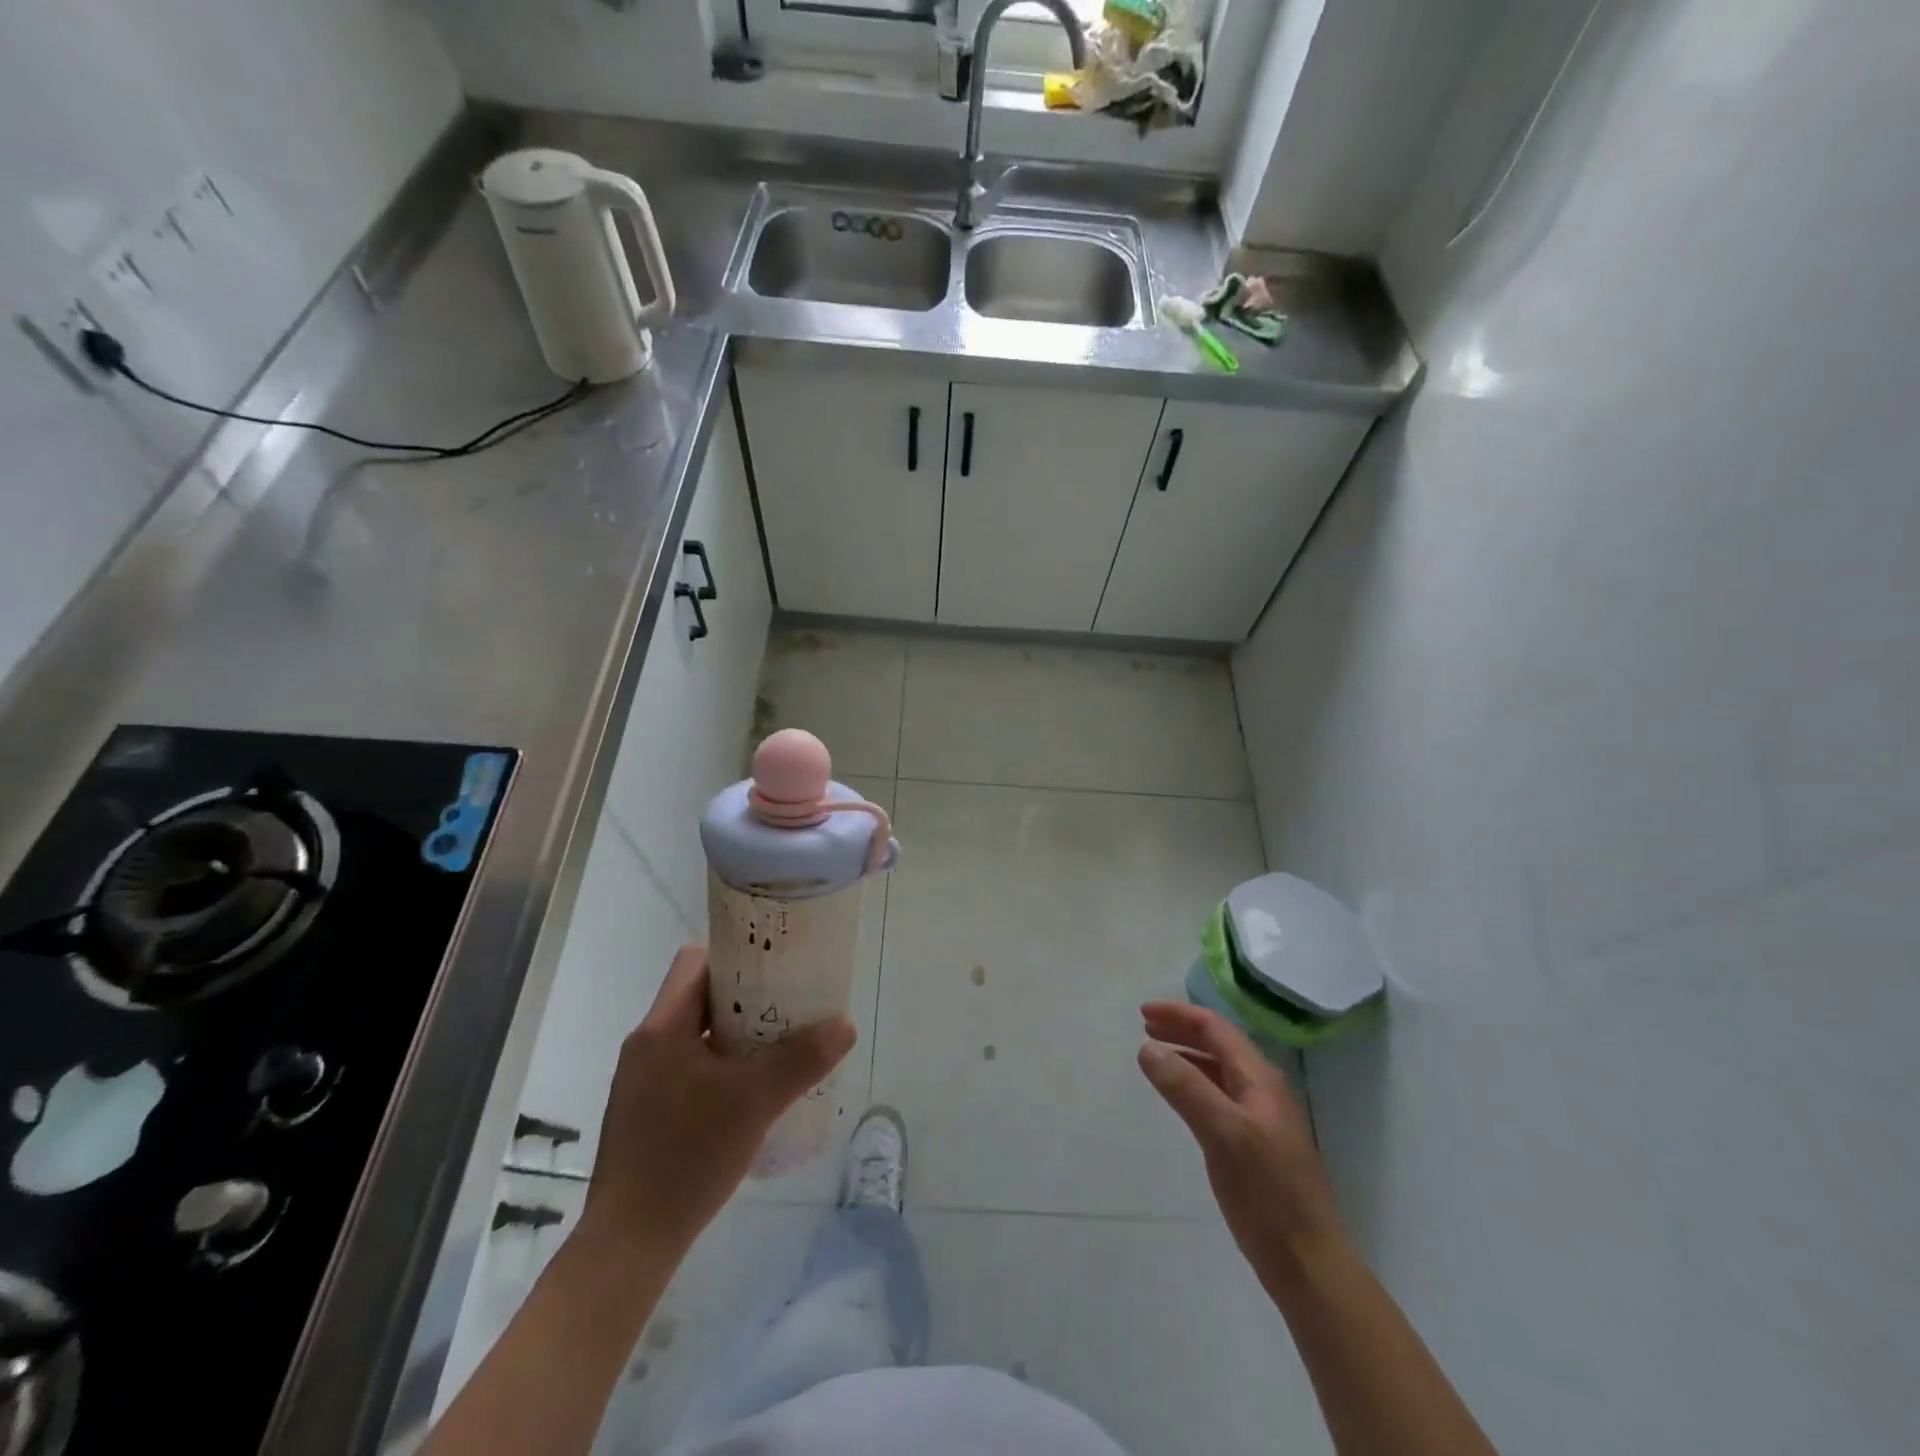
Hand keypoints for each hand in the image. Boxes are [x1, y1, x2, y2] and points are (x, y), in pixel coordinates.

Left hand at [579, 945, 855, 1259]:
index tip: (777, 965)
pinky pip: (688, 1065)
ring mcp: (642, 1080)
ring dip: (734, 1032)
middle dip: (745, 996)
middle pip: (699, 995)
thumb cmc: (687, 1157)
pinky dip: (720, 1063)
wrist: (628, 1244)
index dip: (737, 955)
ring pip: (695, 1033)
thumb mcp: (755, 1103)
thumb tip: (845, 1024)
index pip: (697, 961)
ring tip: (777, 1044)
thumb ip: (801, 1060)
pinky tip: (749, 1090)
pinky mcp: (644, 1111)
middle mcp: (646, 1044)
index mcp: (661, 1027)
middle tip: (788, 1004)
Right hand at [1138, 1001, 1342, 1273]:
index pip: (1216, 1029)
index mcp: (1260, 1080)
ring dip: (1188, 1055)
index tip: (1142, 1013)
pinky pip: (1222, 1096)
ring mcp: (1264, 1119)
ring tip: (1157, 1056)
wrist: (1310, 1265)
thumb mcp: (1221, 1134)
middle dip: (1182, 1030)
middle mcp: (1264, 1091)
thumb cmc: (1266, 1195)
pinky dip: (1196, 1084)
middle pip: (1220, 1045)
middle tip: (1145, 1027)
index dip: (1179, 1015)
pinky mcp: (1258, 1146)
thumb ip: (1185, 1087)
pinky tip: (1183, 1099)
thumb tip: (1148, 1048)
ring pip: (1220, 1070)